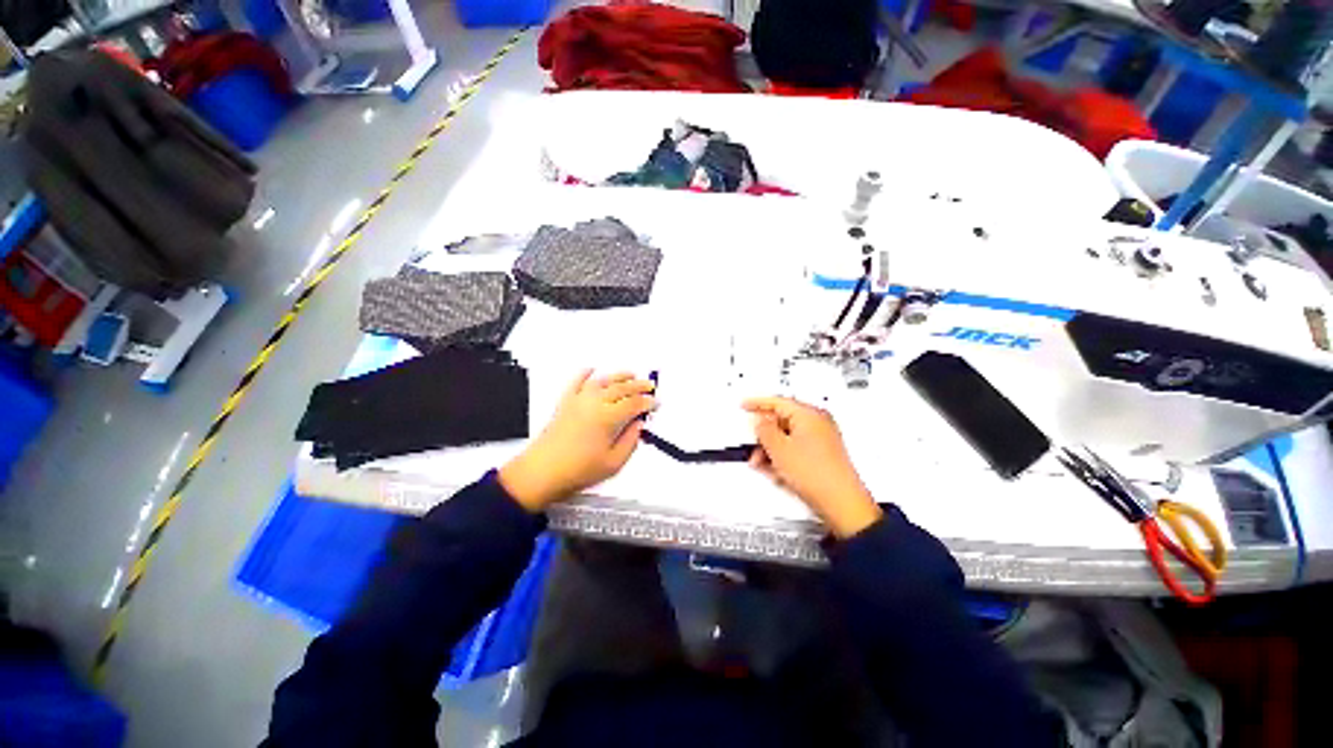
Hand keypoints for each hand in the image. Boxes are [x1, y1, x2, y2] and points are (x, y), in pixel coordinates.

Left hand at [500, 370, 655, 511]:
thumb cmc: (578, 470)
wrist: (542, 472)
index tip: (655, 403)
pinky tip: (591, 369)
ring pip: (603, 381)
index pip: (634, 404)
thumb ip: (631, 441)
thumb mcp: (613, 463)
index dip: (648, 402)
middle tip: (649, 386)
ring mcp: (579, 401)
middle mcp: (594, 403)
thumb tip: (638, 426)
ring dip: (619, 376)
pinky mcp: (565, 403)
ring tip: (631, 374)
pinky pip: (576, 382)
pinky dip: (585, 374)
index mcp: (608, 418)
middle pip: (621, 388)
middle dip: (638, 386)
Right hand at [743, 397, 882, 538]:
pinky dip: (782, 456)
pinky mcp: (822, 455)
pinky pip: (795, 449)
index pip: (778, 401)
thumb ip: (764, 430)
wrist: (840, 503)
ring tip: (761, 462)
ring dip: (771, 448)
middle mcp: (818, 423)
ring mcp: (822, 439)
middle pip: (782, 420)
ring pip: (787, 437)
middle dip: (764, 434)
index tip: (745, 405)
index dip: (757, 403)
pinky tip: (775, 470)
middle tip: (752, 443)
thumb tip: (759, 421)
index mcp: (810, 415)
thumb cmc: (817, 475)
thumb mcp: (778, 449)